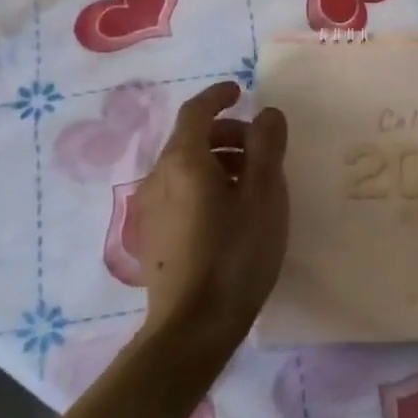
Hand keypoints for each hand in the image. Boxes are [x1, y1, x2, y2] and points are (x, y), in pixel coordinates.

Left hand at [131, 81, 288, 352]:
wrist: (192, 326)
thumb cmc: (236, 252)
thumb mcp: (264, 195)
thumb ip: (266, 147)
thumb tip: (266, 113)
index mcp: (184, 160)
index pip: (196, 111)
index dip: (218, 96)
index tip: (240, 91)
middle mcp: (159, 177)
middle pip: (190, 139)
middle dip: (226, 133)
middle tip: (261, 147)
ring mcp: (151, 208)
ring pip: (185, 167)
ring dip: (218, 160)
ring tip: (253, 183)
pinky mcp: (154, 235)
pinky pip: (180, 191)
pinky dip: (206, 184)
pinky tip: (231, 212)